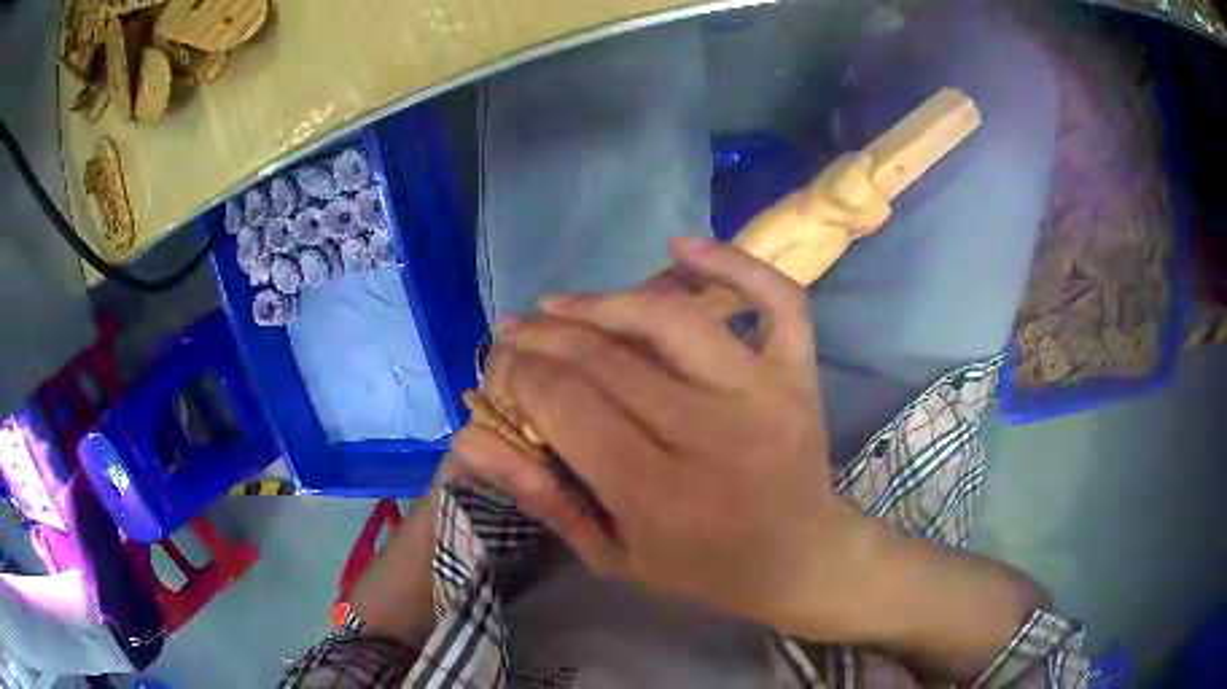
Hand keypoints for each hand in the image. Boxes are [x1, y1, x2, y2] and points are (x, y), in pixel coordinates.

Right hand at [453, 236, 867, 631]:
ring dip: (604, 300)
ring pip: (671, 317)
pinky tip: (678, 247)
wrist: (797, 558)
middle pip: (606, 358)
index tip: (500, 369)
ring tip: (562, 305)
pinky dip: (731, 262)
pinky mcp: (798, 373)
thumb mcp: (611, 556)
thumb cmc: (701, 568)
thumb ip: (541, 496)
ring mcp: (764, 394)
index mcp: (659, 494)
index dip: (517, 374)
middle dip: (543, 337)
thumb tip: (469, 436)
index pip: (564, 404)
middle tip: (516, 333)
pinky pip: (775, 299)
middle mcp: (712, 435)